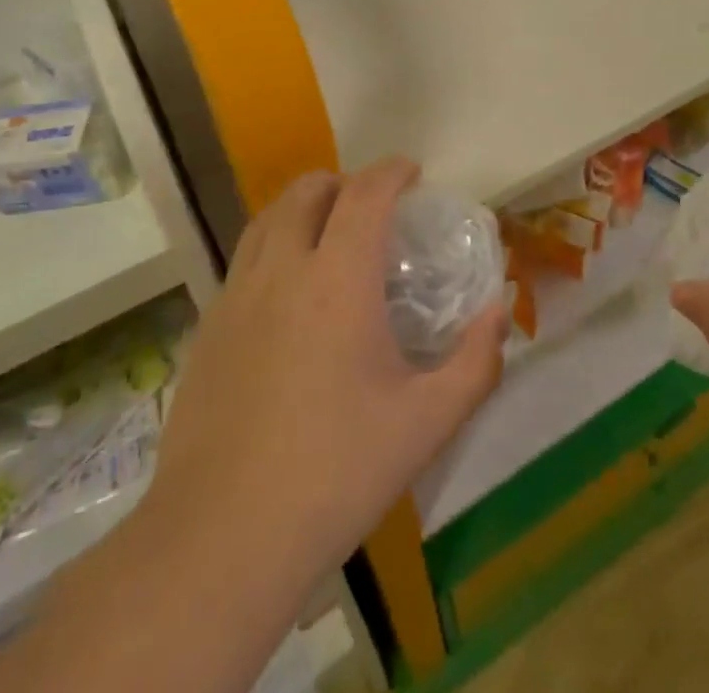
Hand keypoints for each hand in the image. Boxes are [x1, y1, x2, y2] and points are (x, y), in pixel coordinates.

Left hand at [146, 159, 505, 583]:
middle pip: (307, 191)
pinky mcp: (208, 328)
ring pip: (267, 219)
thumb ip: (475, 361)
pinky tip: (288, 292)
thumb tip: (500, 311)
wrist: (221, 537)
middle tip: (372, 205)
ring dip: (303, 206)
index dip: (391, 171)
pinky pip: (245, 259)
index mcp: (337, 279)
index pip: (365, 193)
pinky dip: (274, 245)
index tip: (413, 172)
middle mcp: (282, 269)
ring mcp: (236, 296)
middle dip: (344, 181)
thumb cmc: (336, 471)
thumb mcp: (427, 422)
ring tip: (328, 231)